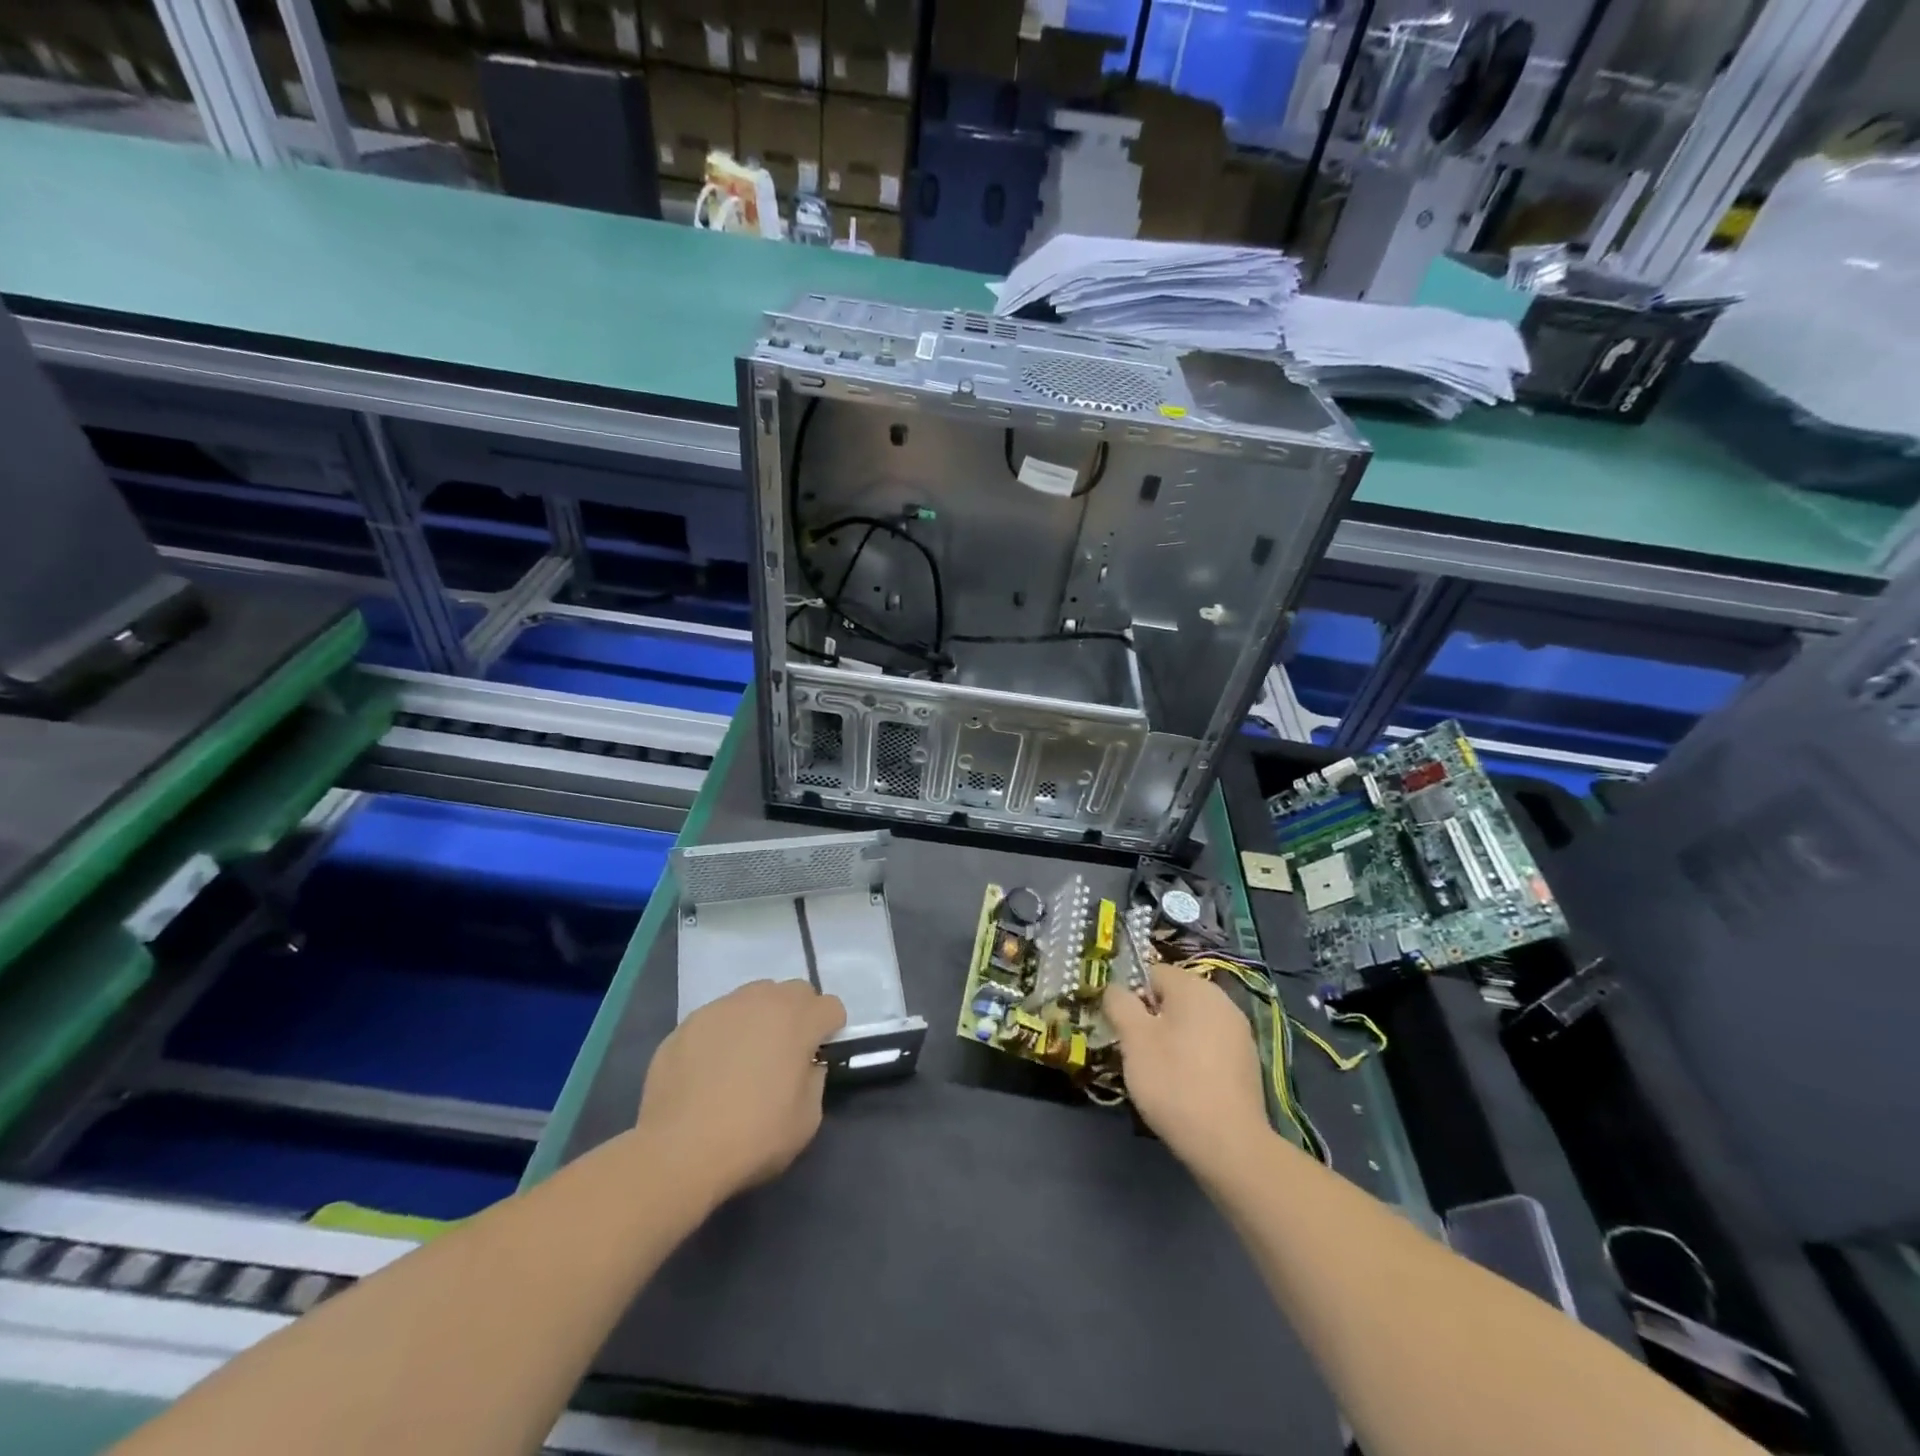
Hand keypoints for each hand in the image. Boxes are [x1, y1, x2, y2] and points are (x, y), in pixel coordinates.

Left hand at [635, 979, 845, 1204]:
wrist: (679, 1150)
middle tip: (787, 1050)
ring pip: (754, 997)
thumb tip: (805, 1064)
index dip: (830, 1030)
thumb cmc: (754, 1136)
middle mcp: (763, 1001)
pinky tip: (711, 1067)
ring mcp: (722, 1008)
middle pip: (794, 990)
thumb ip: (814, 1079)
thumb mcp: (807, 1119)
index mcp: (798, 1020)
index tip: (818, 1054)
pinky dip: (724, 1033)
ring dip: (760, 1016)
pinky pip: (718, 1017)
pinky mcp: (688, 1022)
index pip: (831, 1006)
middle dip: (799, 1013)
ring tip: (746, 1054)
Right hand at [1103, 966, 1269, 1175]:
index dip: (1132, 997)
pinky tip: (1186, 1087)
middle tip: (1138, 1053)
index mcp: (1194, 986)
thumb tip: (1116, 989)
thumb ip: (1119, 1003)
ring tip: (1160, 1074)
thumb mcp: (1133, 1038)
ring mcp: (1239, 1032)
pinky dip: (1194, 1058)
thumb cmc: (1174, 1081)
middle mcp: (1221, 1000)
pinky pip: (1209, 1046)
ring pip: (1191, 1024)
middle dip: (1152, 1020)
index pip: (1152, 973)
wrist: (1228, 1143)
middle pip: (1173, 998)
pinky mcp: (1247, 1062)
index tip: (1124, 1030)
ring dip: (1172, 1039)